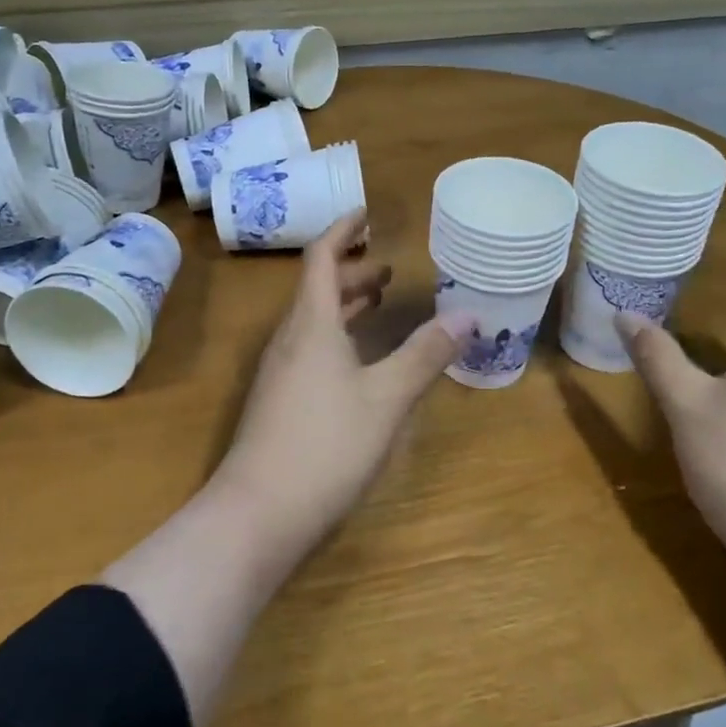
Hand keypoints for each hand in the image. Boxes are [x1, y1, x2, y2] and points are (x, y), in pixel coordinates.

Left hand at [212, 212, 470, 533]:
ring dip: (343, 305)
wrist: (258, 513)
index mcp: (310, 325)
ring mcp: (278, 373)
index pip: (321, 259)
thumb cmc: (325, 445)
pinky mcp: (278, 402)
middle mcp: (289, 340)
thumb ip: (425, 354)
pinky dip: (336, 336)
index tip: (365, 213)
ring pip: (312, 322)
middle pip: (316, 289)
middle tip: (387, 268)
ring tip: (377, 304)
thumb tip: (468, 314)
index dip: (342, 231)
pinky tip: (357, 362)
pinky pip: (309, 349)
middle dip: (350, 272)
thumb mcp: (386, 398)